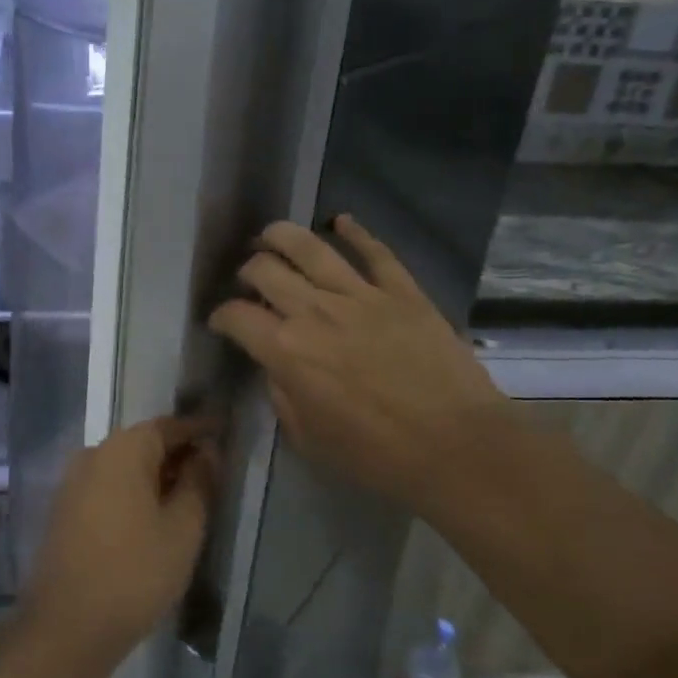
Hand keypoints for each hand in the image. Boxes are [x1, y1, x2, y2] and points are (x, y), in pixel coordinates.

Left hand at [23, 416, 218, 664]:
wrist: (66, 628)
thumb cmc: (135, 573)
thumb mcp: (183, 528)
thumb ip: (199, 482)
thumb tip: (206, 452)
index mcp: (123, 449)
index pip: (168, 426)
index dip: (199, 430)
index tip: (224, 433)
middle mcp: (94, 455)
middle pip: (144, 444)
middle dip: (178, 454)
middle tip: (213, 471)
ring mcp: (73, 482)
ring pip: (125, 467)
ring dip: (156, 476)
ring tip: (189, 497)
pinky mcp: (65, 510)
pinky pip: (108, 487)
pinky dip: (134, 492)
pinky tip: (154, 518)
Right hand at [209, 216, 508, 511]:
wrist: (457, 446)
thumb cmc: (378, 456)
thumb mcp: (310, 440)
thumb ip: (282, 397)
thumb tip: (276, 369)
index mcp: (286, 351)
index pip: (237, 316)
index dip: (220, 315)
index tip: (221, 320)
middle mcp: (314, 311)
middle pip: (265, 269)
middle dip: (248, 271)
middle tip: (250, 281)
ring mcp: (360, 295)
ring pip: (310, 246)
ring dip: (282, 235)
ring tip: (271, 235)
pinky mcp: (401, 290)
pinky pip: (374, 251)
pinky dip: (355, 231)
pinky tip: (340, 222)